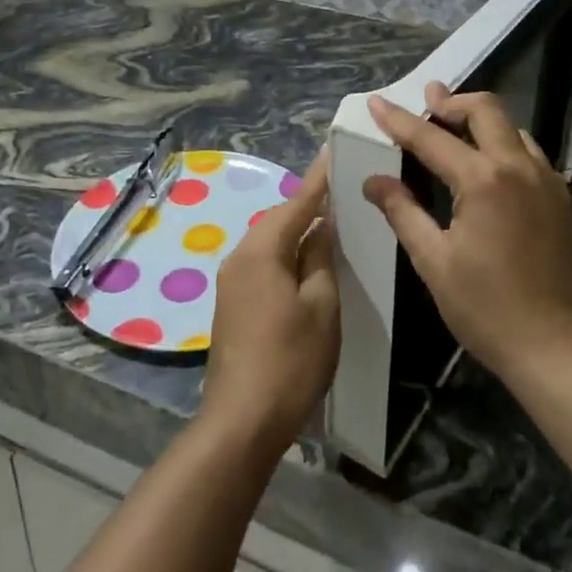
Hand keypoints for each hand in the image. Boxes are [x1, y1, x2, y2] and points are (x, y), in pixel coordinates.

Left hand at [202, 152, 339, 456]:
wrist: (241, 421)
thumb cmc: (290, 360)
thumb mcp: (321, 307)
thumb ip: (320, 259)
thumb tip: (320, 227)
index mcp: (261, 251)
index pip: (296, 203)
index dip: (318, 179)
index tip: (332, 151)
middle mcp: (239, 257)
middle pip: (279, 220)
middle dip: (308, 206)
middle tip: (340, 192)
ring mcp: (231, 281)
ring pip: (270, 243)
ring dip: (297, 233)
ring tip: (329, 225)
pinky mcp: (232, 303)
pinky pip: (263, 263)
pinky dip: (286, 256)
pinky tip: (306, 264)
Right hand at [365, 84, 571, 385]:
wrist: (559, 347)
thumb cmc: (487, 308)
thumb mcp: (434, 261)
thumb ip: (403, 212)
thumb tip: (374, 181)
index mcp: (483, 180)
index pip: (430, 137)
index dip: (398, 119)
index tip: (376, 102)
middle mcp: (518, 167)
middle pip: (485, 110)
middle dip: (452, 101)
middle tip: (427, 101)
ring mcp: (545, 181)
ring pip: (512, 127)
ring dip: (480, 119)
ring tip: (453, 126)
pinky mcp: (560, 199)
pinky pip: (529, 152)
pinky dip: (504, 142)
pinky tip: (489, 162)